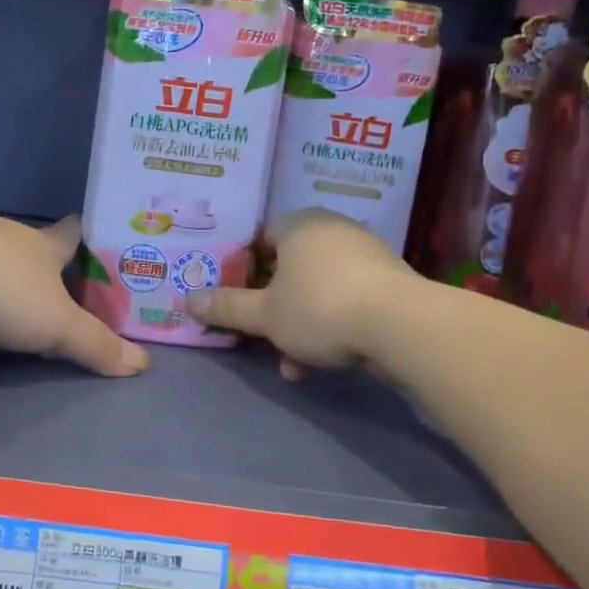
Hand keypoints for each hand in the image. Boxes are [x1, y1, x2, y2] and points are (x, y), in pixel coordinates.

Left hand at [0, 210, 149, 377]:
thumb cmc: (1, 285)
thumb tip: (143, 363)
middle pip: (31, 245)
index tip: (93, 240)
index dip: (85, 238)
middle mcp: (6, 234)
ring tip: (5, 291)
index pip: (72, 236)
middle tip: (53, 281)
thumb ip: (94, 344)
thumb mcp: (55, 324)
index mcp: (43, 245)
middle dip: (41, 262)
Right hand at [188, 209, 406, 375]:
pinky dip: (330, 327)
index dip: (244, 267)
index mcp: (299, 225)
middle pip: (290, 267)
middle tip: (260, 332)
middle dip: (273, 305)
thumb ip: (227, 307)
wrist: (402, 326)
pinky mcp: (389, 283)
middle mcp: (332, 230)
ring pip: (318, 289)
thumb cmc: (320, 307)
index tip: (236, 295)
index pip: (261, 236)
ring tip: (291, 362)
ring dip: (300, 324)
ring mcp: (365, 255)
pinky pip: (346, 301)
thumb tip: (187, 300)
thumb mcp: (265, 314)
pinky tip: (320, 364)